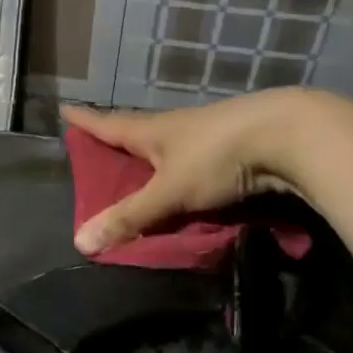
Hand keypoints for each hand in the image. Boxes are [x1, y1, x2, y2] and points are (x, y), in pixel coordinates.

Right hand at [61, 91, 308, 254]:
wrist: (287, 136)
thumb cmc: (217, 156)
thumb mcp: (169, 191)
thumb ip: (130, 217)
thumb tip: (80, 242)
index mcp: (153, 131)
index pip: (109, 124)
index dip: (86, 121)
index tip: (65, 109)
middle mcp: (176, 128)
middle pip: (138, 133)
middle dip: (118, 141)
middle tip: (98, 149)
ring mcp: (207, 136)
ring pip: (169, 148)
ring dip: (152, 158)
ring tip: (139, 172)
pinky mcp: (234, 149)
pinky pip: (196, 164)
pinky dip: (182, 174)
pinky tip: (185, 186)